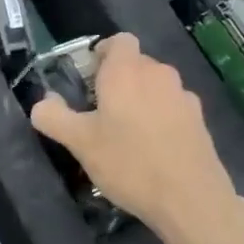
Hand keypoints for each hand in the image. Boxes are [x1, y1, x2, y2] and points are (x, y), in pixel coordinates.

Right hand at [29, 33, 243, 243]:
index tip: (90, 78)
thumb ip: (53, 117)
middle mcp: (158, 74)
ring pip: (156, 86)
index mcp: (126, 71)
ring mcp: (183, 97)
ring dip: (141, 99)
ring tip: (128, 132)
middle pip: (136, 63)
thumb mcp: (79, 143)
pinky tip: (154, 149)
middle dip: (119, 79)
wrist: (192, 201)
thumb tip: (42, 103)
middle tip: (100, 110)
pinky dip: (162, 118)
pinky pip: (173, 108)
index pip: (119, 41)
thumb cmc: (129, 163)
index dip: (103, 53)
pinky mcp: (201, 122)